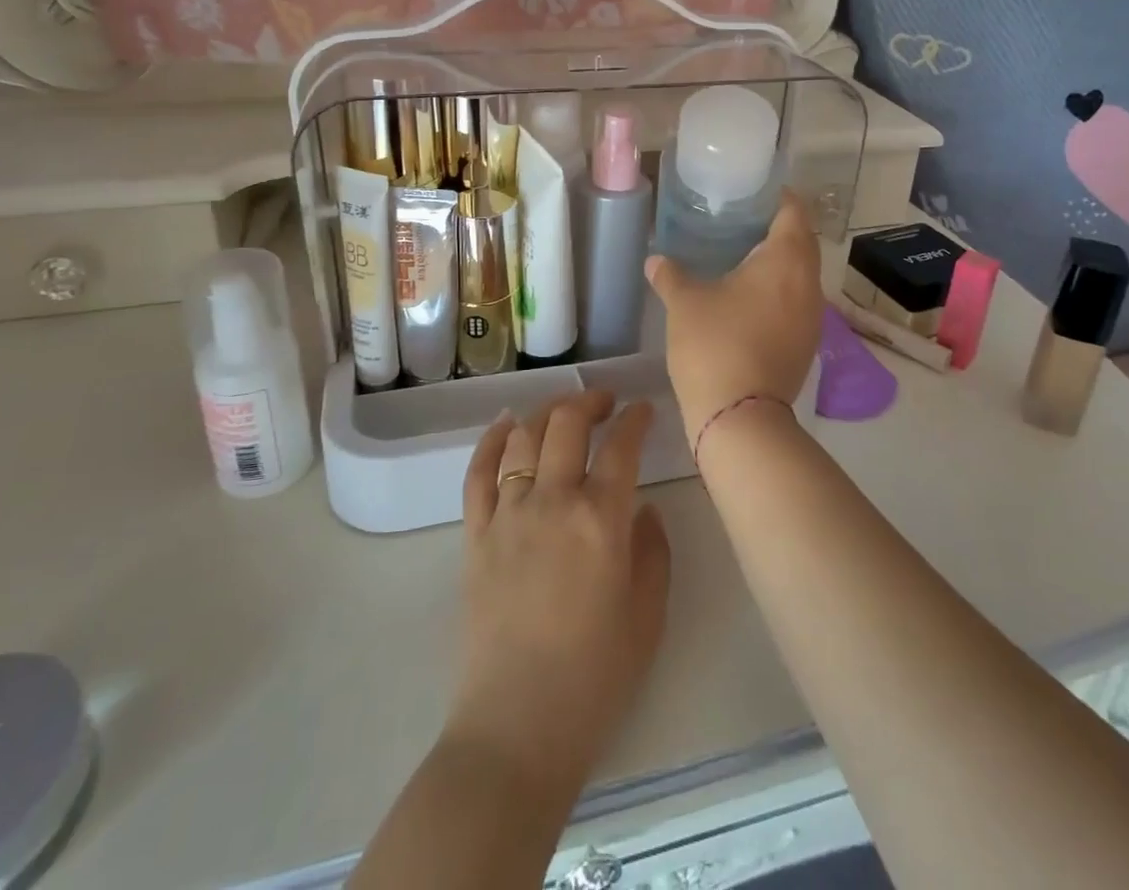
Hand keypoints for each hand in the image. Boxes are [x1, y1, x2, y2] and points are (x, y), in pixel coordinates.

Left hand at [450, 392, 671, 795]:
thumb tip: (644, 509)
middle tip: (605, 402)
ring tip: (562, 411)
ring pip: (524, 437)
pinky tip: (506, 424)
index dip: (635, 419)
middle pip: (567, 424)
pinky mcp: (475, 534)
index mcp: (601, 520)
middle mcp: (552, 501)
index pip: (621, 447)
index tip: (644, 410)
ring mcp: (508, 514)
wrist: (517, 727)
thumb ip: (653, 552)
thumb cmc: (595, 677)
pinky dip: (492, 440)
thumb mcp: (648, 616)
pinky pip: (478, 472)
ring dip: (546, 412)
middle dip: (589, 401)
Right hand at [645, 191, 823, 440]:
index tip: (753, 194)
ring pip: (802, 275)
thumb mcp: (684, 304)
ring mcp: (813, 316)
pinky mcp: (806, 343)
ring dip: (780, 262)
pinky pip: (797, 301)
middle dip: (777, 229)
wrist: (741, 416)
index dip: (777, 198)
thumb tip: (654, 260)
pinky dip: (779, 291)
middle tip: (741, 223)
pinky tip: (749, 298)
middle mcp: (809, 283)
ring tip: (743, 258)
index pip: (793, 212)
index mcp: (785, 260)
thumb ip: (670, 275)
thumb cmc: (715, 345)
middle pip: (802, 242)